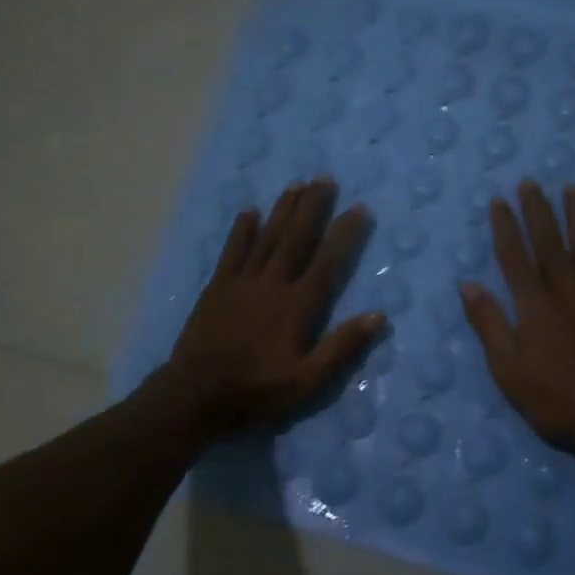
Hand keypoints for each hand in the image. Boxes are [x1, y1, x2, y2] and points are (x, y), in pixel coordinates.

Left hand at [165, 179, 384, 437]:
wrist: (196, 395)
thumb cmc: (257, 391)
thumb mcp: (308, 381)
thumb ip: (342, 347)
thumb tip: (378, 316)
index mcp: (297, 307)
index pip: (327, 262)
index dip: (344, 234)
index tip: (359, 208)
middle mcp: (272, 285)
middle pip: (296, 239)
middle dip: (313, 208)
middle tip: (325, 179)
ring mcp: (241, 283)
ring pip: (266, 238)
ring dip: (282, 210)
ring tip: (297, 184)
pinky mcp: (217, 288)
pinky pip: (232, 252)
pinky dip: (241, 231)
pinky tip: (249, 212)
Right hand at [459, 181, 574, 460]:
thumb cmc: (553, 399)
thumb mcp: (507, 368)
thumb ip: (489, 323)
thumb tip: (467, 284)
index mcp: (535, 306)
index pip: (514, 257)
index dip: (505, 227)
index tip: (499, 201)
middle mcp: (567, 292)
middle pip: (550, 243)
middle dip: (538, 211)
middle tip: (531, 182)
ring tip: (574, 189)